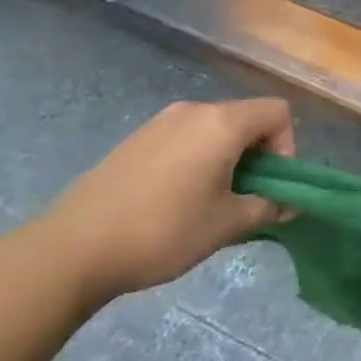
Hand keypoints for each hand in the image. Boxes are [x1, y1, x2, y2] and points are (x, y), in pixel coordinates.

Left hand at [31, 99, 295, 304]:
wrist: (70, 250)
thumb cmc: (162, 231)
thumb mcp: (225, 225)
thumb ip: (266, 208)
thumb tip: (290, 204)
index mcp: (222, 123)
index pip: (277, 112)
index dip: (286, 145)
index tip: (269, 185)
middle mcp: (194, 111)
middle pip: (246, 118)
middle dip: (256, 154)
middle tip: (242, 197)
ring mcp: (160, 122)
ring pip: (213, 129)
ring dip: (225, 157)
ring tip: (207, 202)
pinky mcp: (136, 139)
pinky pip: (184, 138)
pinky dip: (195, 159)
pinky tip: (173, 200)